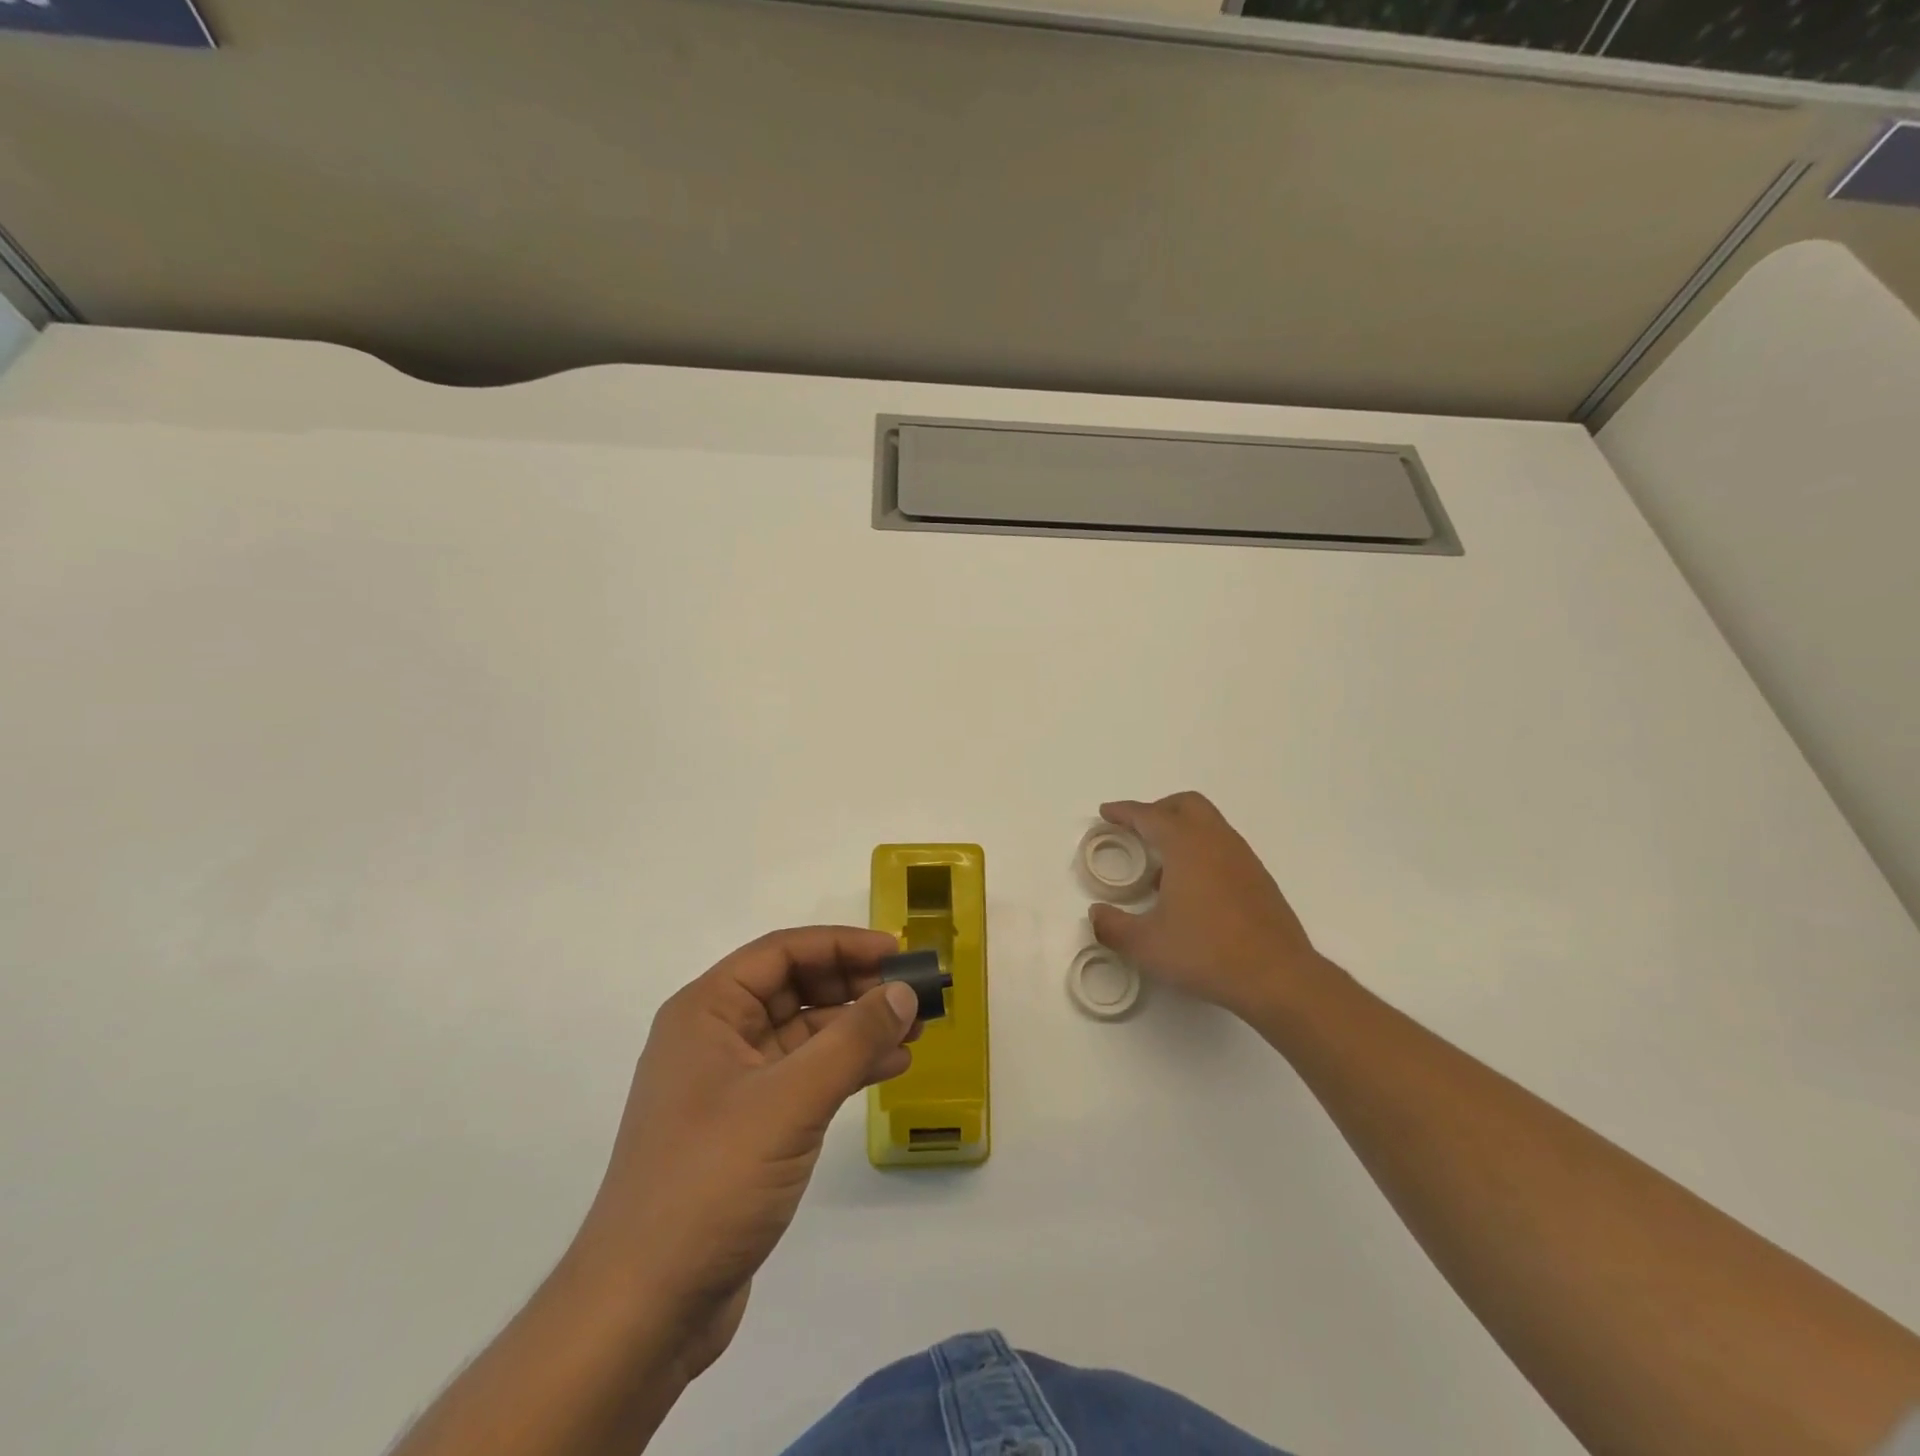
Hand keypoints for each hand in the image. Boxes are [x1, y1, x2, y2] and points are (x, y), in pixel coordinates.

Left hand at [570, 927, 918, 1379]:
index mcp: (707, 1011)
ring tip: (913, 1031)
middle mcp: (715, 1037)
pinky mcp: (746, 1127)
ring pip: (803, 1032)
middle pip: (794, 987)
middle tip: (913, 993)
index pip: (782, 952)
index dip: (842, 944)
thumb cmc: (711, 1182)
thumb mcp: (790, 1100)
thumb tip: (903, 991)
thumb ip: (852, 1039)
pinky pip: (803, 1075)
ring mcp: (729, 1085)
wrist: (644, 1309)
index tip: (897, 951)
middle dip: (854, 985)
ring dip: (856, 1027)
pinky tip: (888, 1068)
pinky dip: (844, 1066)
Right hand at [1089, 792, 1325, 1018]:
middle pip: (1186, 805)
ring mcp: (1243, 858)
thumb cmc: (1206, 952)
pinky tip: (1191, 890)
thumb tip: (1097, 914)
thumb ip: (1113, 927)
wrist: (1278, 977)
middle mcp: (1216, 841)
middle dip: (1158, 809)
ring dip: (1182, 831)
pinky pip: (1223, 848)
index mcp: (1186, 845)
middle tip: (1136, 829)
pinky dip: (1201, 851)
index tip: (1106, 813)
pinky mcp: (1259, 879)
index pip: (1150, 815)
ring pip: (1209, 824)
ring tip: (1160, 866)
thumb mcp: (1147, 945)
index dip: (1124, 811)